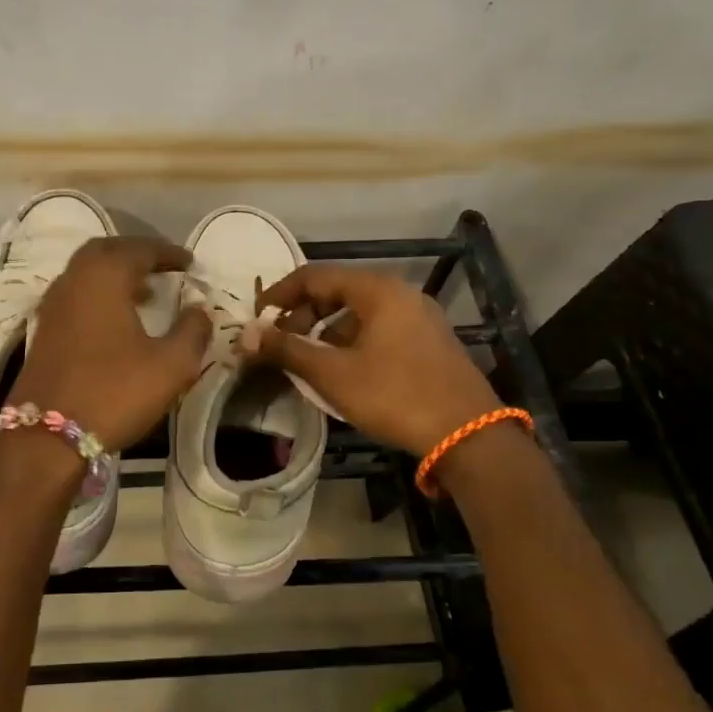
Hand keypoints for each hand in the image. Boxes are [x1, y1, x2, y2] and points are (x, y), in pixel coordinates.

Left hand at [8, 237, 212, 452]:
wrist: (46, 436)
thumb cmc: (113, 392)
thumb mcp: (170, 365)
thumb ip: (192, 331)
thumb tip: (199, 308)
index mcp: (104, 276)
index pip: (140, 249)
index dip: (169, 253)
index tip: (190, 262)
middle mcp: (74, 279)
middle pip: (107, 251)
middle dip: (137, 254)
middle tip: (164, 267)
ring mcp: (53, 304)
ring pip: (87, 272)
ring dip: (116, 274)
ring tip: (147, 291)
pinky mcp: (44, 329)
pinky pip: (76, 294)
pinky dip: (100, 293)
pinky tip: (118, 318)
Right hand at [244, 264, 500, 456]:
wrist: (468, 436)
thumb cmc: (395, 395)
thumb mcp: (333, 373)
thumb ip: (286, 350)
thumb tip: (244, 335)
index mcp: (377, 290)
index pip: (314, 275)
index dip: (280, 294)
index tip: (257, 318)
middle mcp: (400, 294)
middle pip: (337, 292)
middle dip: (302, 315)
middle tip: (279, 344)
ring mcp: (418, 317)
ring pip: (357, 313)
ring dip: (325, 332)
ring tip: (306, 362)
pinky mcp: (428, 342)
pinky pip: (377, 330)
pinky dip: (350, 342)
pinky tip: (340, 372)